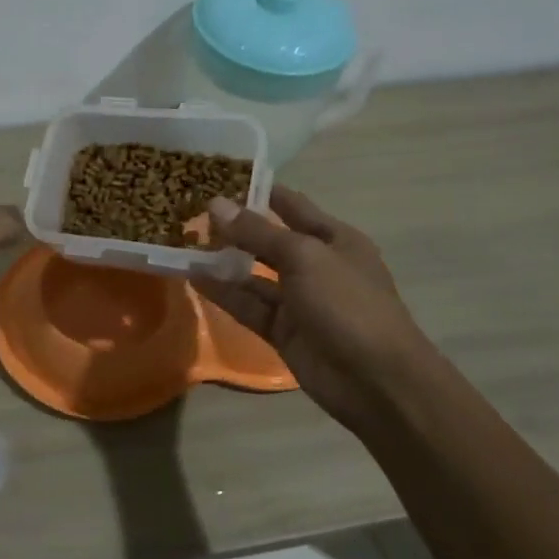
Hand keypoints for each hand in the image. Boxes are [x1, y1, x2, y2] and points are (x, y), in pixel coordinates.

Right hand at [194, 186, 430, 430]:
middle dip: (234, 227)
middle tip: (190, 212)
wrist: (375, 380)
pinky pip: (248, 305)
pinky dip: (223, 293)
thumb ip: (257, 232)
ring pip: (253, 274)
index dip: (259, 191)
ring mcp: (299, 300)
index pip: (292, 205)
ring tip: (183, 243)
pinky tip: (193, 277)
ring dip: (223, 261)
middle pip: (268, 240)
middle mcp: (316, 265)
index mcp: (334, 239)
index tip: (218, 178)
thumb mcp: (303, 257)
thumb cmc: (347, 304)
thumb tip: (215, 204)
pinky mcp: (283, 330)